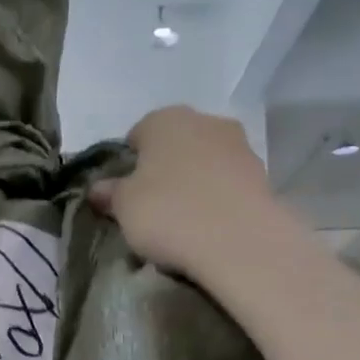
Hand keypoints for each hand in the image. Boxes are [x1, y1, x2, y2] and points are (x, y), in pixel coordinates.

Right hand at [89, 106, 285, 277]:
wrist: (239, 240)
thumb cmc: (168, 214)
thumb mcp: (124, 208)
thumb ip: (110, 194)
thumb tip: (97, 188)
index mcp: (163, 119)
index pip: (137, 134)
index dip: (129, 164)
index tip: (125, 194)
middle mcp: (204, 120)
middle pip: (175, 144)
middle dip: (165, 170)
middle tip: (153, 207)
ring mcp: (238, 145)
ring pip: (205, 162)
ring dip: (195, 182)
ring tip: (185, 220)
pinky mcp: (262, 174)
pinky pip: (228, 183)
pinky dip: (218, 198)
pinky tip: (211, 225)